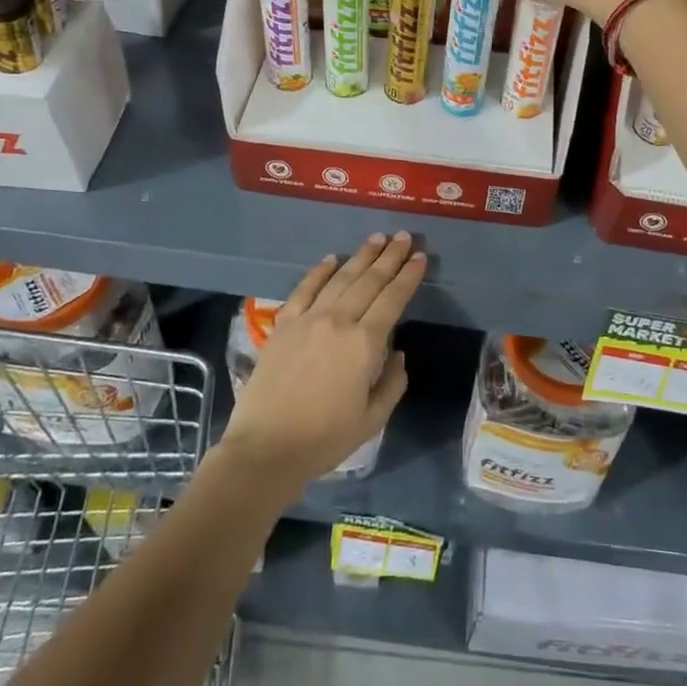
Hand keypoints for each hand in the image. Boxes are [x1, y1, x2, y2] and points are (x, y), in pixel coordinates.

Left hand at [218, 233, 420, 495]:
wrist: (266, 449)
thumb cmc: (325, 439)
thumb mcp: (372, 419)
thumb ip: (392, 383)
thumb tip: (397, 354)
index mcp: (365, 344)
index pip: (393, 299)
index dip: (409, 276)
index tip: (421, 257)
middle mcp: (339, 321)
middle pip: (369, 281)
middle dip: (390, 257)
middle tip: (404, 237)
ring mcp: (308, 319)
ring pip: (340, 278)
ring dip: (361, 257)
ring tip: (376, 238)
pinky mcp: (283, 324)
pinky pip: (304, 289)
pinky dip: (319, 271)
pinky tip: (331, 258)